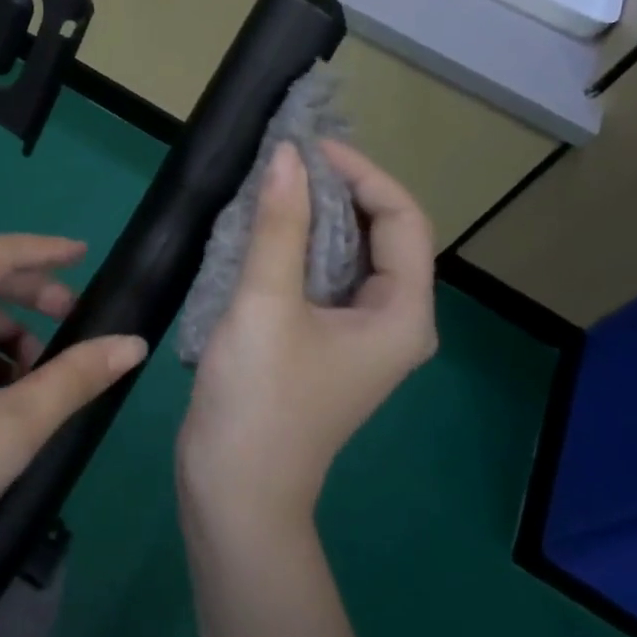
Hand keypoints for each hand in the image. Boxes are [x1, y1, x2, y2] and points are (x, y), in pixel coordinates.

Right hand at [179, 141, 437, 539]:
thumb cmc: (260, 399)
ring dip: (313, 217)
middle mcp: (391, 322)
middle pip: (380, 235)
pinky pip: (320, 279)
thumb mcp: (266, 304)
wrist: (234, 489)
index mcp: (401, 314)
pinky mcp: (321, 344)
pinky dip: (296, 247)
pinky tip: (260, 231)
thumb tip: (286, 155)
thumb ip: (279, 225)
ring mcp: (356, 336)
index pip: (402, 219)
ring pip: (346, 256)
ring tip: (271, 186)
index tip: (308, 147)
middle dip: (337, 191)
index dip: (361, 173)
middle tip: (285, 161)